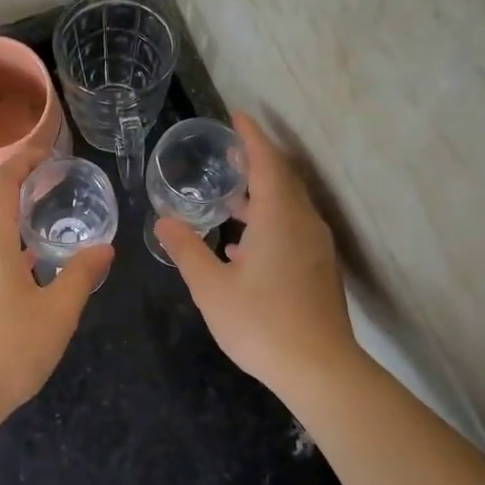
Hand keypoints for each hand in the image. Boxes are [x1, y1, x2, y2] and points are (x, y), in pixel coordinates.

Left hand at [0, 147, 113, 424]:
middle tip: (35, 179)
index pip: (0, 182)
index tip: (45, 151)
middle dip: (0, 178)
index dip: (22, 160)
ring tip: (29, 214)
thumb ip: (82, 274)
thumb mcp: (59, 312)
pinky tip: (18, 259)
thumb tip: (104, 248)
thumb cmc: (10, 350)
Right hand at [152, 113, 357, 398]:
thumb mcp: (211, 287)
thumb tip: (164, 221)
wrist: (320, 369)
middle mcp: (304, 223)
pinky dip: (270, 222)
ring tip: (230, 197)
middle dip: (257, 161)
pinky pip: (294, 229)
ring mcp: (316, 247)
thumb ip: (187, 249)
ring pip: (290, 206)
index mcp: (280, 218)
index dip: (251, 137)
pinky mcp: (320, 269)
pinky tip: (243, 245)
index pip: (267, 162)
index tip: (236, 116)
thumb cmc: (261, 324)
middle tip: (229, 153)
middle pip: (283, 179)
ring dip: (262, 195)